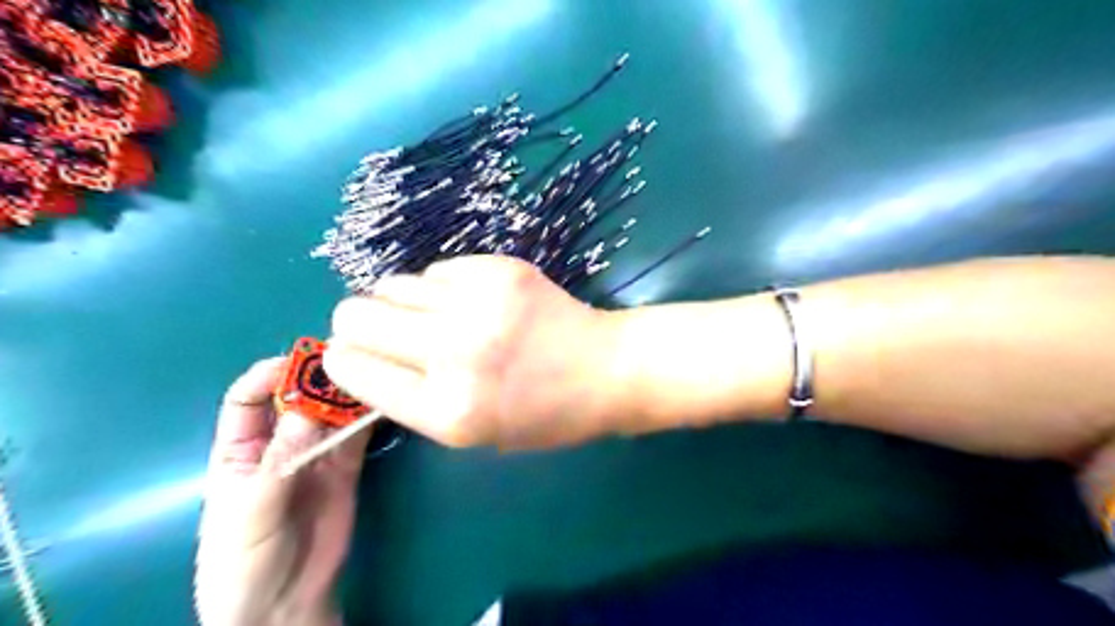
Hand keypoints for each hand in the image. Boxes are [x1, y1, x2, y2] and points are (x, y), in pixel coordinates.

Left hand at [194, 356, 370, 625]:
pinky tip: (384, 403)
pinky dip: (370, 417)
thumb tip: (307, 408)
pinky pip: (358, 435)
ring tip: (372, 376)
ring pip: (332, 413)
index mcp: (240, 449)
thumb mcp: (250, 510)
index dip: (269, 375)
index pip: (248, 398)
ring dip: (348, 395)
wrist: (283, 604)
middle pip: (297, 399)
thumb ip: (278, 461)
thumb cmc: (244, 561)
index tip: (300, 361)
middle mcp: (280, 443)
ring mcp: (316, 454)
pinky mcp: (346, 468)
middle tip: (348, 362)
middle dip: (317, 379)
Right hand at [322, 255, 624, 449]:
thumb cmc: (543, 415)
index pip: (353, 369)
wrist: (604, 368)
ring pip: (391, 284)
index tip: (350, 355)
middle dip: (356, 323)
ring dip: (398, 302)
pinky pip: (437, 269)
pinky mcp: (499, 270)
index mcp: (447, 409)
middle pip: (356, 315)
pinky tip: (467, 301)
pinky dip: (440, 286)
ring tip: (430, 315)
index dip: (344, 359)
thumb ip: (413, 399)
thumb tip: (362, 358)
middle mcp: (454, 352)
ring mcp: (478, 303)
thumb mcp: (473, 433)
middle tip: (381, 330)